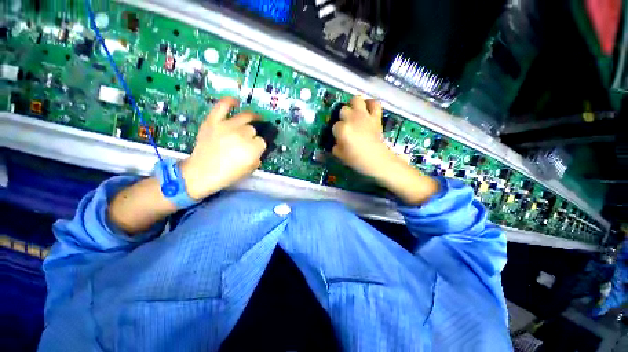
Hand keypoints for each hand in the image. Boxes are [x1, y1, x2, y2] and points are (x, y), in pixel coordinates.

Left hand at [180, 97, 266, 199]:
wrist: (201, 173)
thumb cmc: (228, 175)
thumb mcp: (250, 169)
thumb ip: (258, 157)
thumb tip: (258, 149)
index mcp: (252, 149)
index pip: (262, 141)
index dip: (259, 146)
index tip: (255, 149)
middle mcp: (241, 135)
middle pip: (253, 129)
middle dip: (252, 136)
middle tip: (246, 142)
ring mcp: (226, 126)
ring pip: (245, 118)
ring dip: (250, 120)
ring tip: (254, 120)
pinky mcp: (213, 121)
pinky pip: (223, 106)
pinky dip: (229, 101)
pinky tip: (236, 102)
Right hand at [332, 96, 438, 204]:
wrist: (377, 161)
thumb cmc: (357, 160)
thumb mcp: (340, 155)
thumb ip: (335, 146)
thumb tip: (337, 141)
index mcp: (342, 129)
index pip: (335, 126)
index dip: (337, 132)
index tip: (340, 138)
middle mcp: (352, 119)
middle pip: (343, 110)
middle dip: (343, 117)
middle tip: (346, 125)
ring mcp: (365, 116)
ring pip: (356, 100)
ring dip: (353, 105)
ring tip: (354, 113)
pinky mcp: (376, 117)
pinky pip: (375, 103)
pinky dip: (371, 104)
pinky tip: (367, 109)